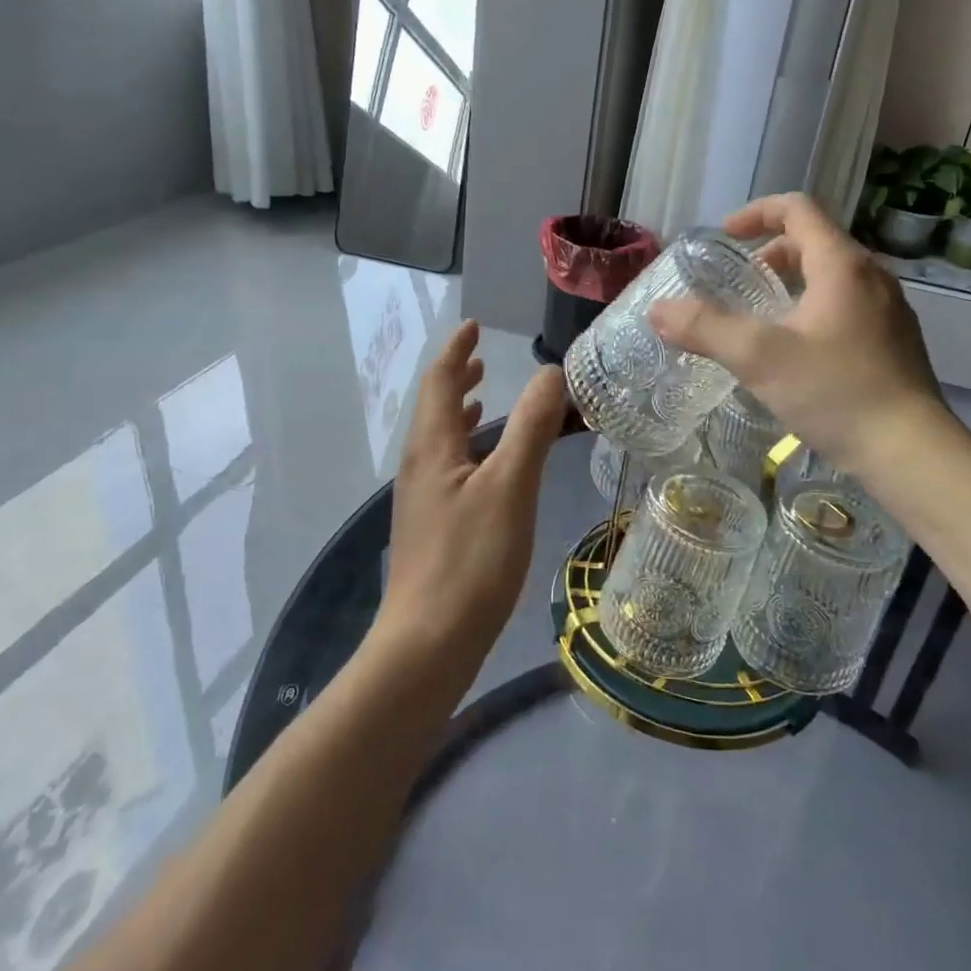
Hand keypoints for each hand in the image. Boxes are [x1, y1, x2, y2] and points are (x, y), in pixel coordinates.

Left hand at [377, 321, 568, 667]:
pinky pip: (447, 468)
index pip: (440, 382)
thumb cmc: (471, 560)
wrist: (428, 642)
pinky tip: (483, 467)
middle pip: (434, 409)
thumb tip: (550, 372)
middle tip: (480, 357)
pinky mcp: (431, 528)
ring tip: (482, 399)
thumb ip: (531, 427)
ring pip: (440, 440)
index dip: (456, 351)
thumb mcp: (510, 486)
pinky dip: (465, 448)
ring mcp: (422, 500)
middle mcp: (419, 466)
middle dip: (457, 379)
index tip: (472, 327)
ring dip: (459, 413)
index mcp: (432, 447)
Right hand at [648, 193, 945, 477]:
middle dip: (769, 254)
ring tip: (759, 320)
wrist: (910, 452)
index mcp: (842, 264)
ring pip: (830, 277)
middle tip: (737, 286)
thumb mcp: (759, 357)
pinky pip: (845, 307)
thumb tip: (658, 310)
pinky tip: (795, 355)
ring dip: (790, 284)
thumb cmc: (836, 392)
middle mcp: (870, 276)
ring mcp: (887, 310)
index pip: (797, 209)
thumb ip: (705, 328)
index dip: (755, 213)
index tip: (724, 238)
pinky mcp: (892, 342)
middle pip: (813, 242)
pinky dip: (812, 310)